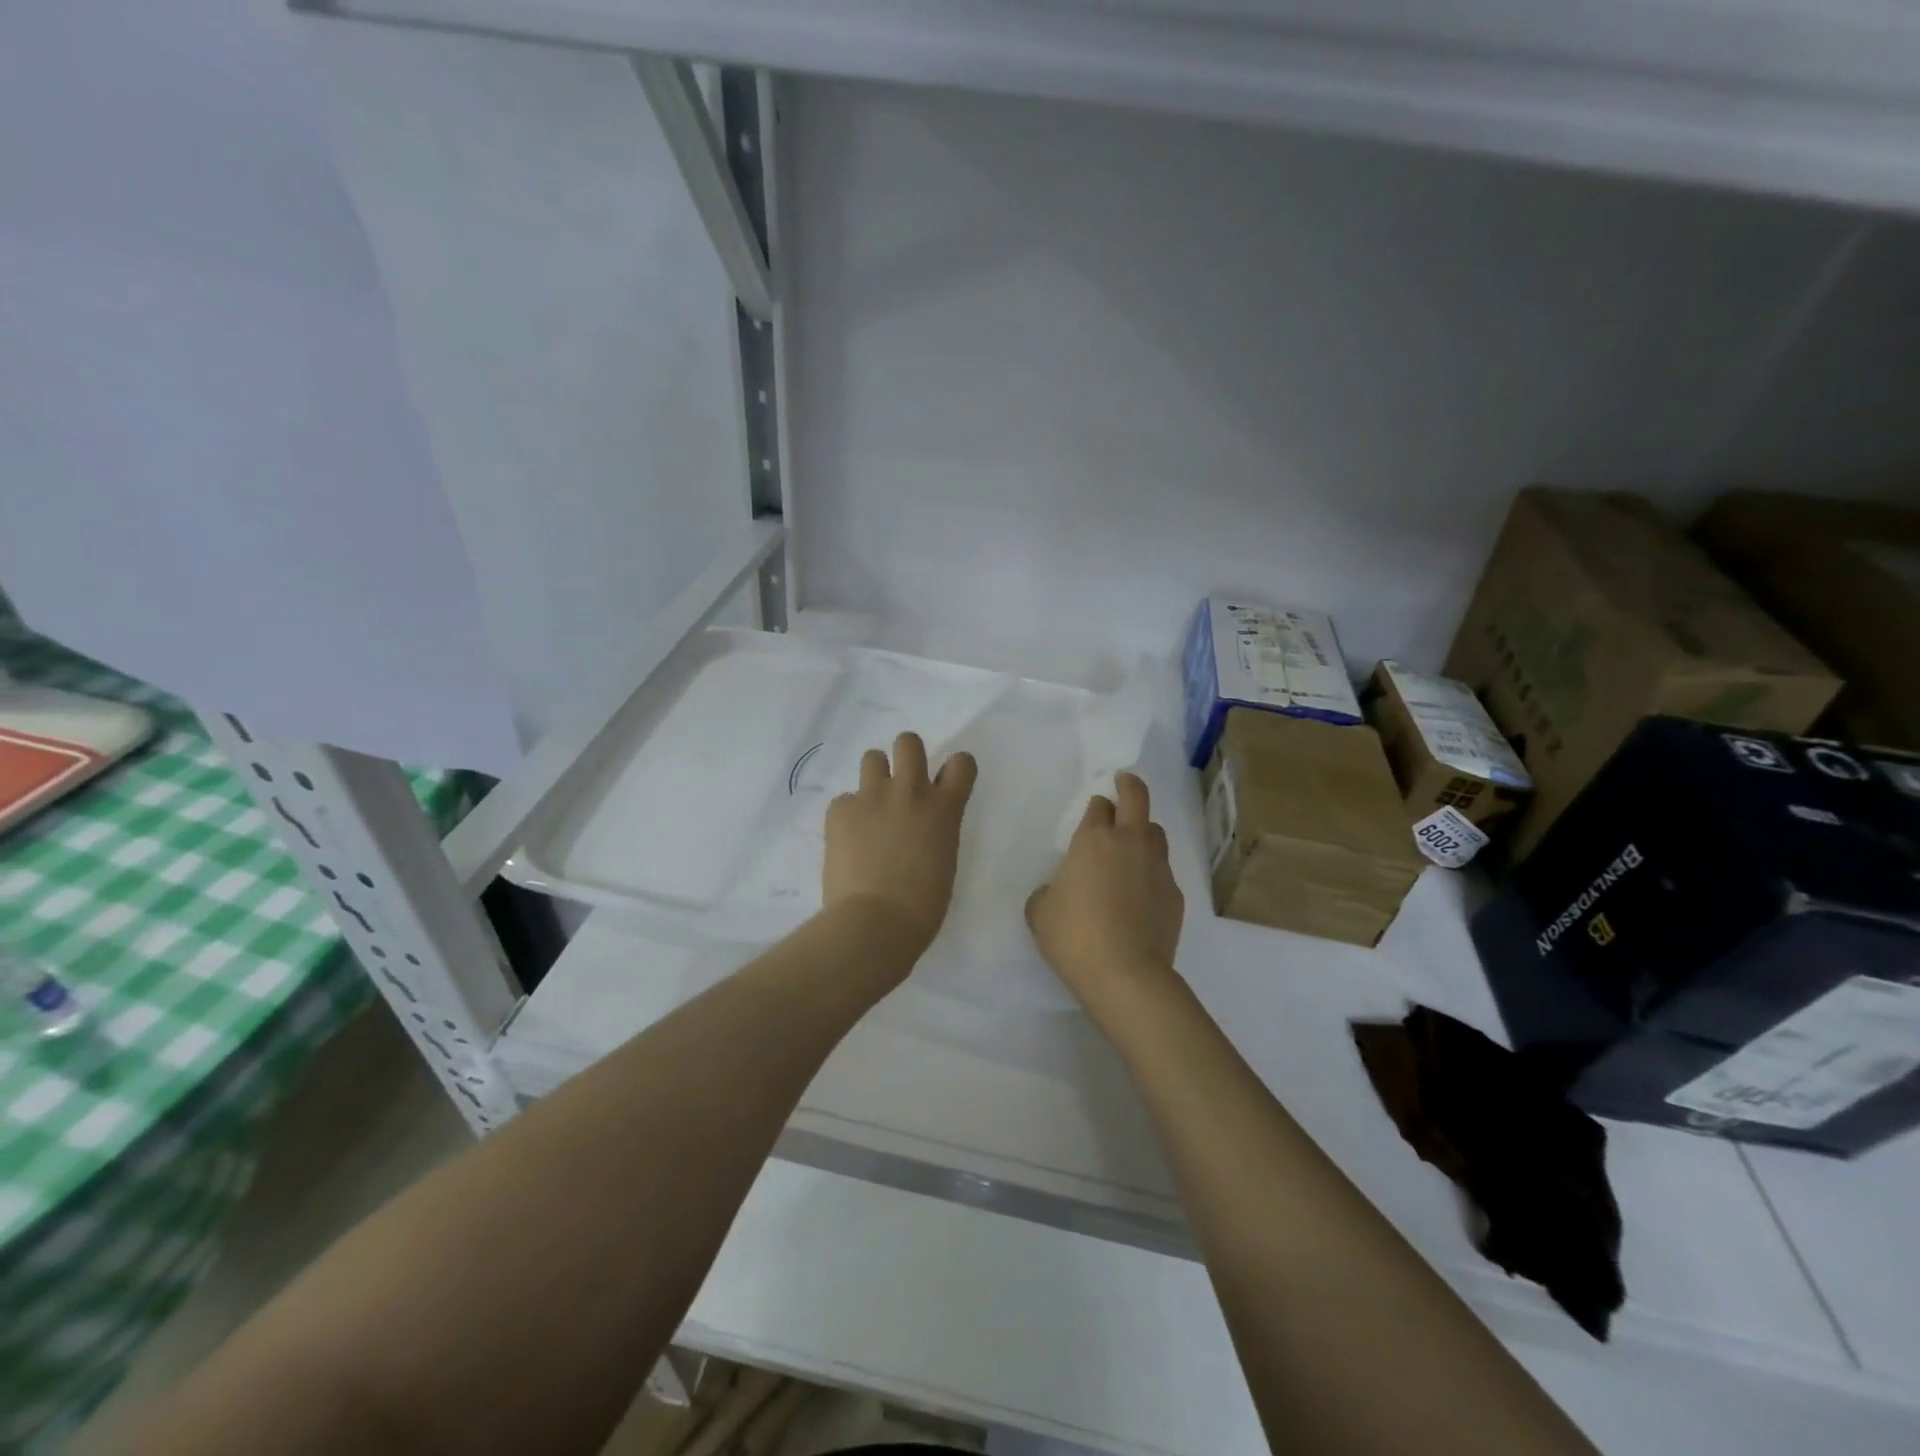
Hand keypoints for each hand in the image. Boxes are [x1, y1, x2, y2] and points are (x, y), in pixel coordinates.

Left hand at [823, 732, 977, 962]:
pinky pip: (844, 799)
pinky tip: (847, 841)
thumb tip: (920, 827)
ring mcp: (872, 796)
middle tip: (901, 785)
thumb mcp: (944, 860)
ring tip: (871, 807)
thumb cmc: (923, 906)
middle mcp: (910, 791)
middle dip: (906, 757)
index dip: (954, 769)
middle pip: (909, 742)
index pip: (961, 763)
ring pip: (872, 757)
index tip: (945, 784)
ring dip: (875, 777)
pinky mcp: (840, 809)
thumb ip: (936, 831)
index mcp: (944, 808)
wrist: (875, 922)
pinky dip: (848, 815)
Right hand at [1026, 772, 1183, 1012]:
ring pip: (1156, 833)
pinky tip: (1141, 895)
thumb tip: (1061, 891)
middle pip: (1137, 798)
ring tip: (1133, 847)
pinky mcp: (1175, 894)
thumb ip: (1049, 890)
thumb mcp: (1040, 911)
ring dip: (1144, 832)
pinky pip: (1163, 871)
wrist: (1125, 973)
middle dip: (1130, 786)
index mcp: (1093, 839)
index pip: (1099, 805)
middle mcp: (1129, 843)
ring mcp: (1157, 867)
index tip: (1093, 810)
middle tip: (1124, 783)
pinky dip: (1152, 873)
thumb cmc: (1074, 936)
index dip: (1096, 806)